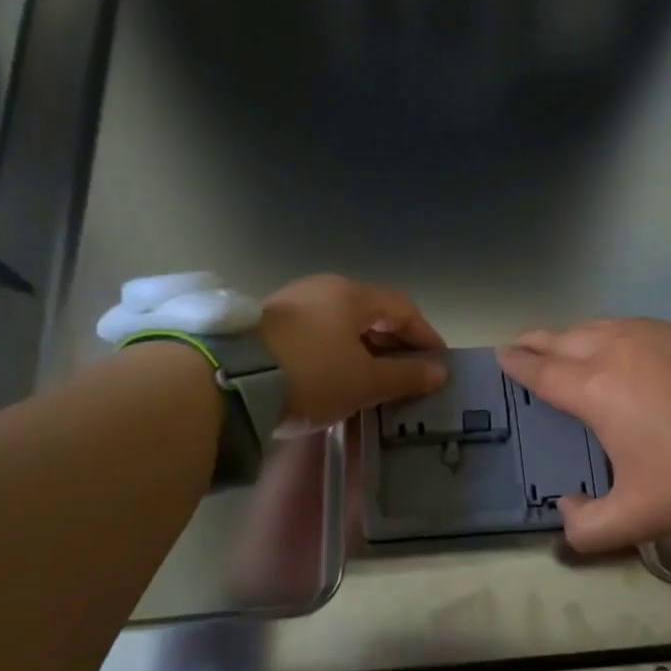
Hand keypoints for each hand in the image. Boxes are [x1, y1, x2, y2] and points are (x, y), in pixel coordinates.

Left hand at [260, 275, 446, 427]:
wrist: (230, 380)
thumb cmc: (313, 374)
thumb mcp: (365, 381)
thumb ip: (405, 376)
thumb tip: (439, 372)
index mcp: (352, 295)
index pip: (403, 308)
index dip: (425, 335)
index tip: (438, 362)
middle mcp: (324, 289)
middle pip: (371, 313)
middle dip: (394, 342)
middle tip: (407, 372)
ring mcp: (292, 303)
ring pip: (342, 324)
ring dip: (364, 348)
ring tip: (373, 379)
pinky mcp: (267, 324)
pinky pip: (317, 334)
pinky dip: (336, 352)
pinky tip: (336, 376)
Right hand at [497, 319, 670, 552]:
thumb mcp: (638, 516)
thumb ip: (589, 528)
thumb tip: (565, 511)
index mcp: (593, 390)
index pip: (542, 372)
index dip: (518, 365)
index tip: (501, 356)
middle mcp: (612, 352)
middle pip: (560, 340)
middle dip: (534, 342)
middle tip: (518, 345)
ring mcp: (646, 336)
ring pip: (592, 326)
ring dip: (567, 334)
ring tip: (557, 343)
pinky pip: (623, 324)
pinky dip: (601, 329)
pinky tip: (609, 340)